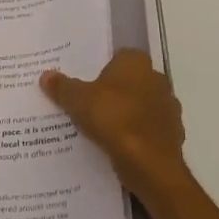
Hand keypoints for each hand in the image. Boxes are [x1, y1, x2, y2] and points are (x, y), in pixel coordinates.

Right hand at [40, 49, 188, 197]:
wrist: (149, 162)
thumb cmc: (113, 118)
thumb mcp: (77, 100)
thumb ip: (63, 87)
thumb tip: (46, 75)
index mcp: (136, 63)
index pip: (118, 56)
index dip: (100, 67)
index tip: (84, 81)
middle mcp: (157, 79)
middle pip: (129, 81)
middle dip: (112, 91)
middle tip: (87, 103)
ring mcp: (168, 108)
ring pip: (140, 106)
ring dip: (125, 114)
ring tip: (99, 127)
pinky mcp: (172, 134)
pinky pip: (146, 129)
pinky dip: (134, 135)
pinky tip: (117, 145)